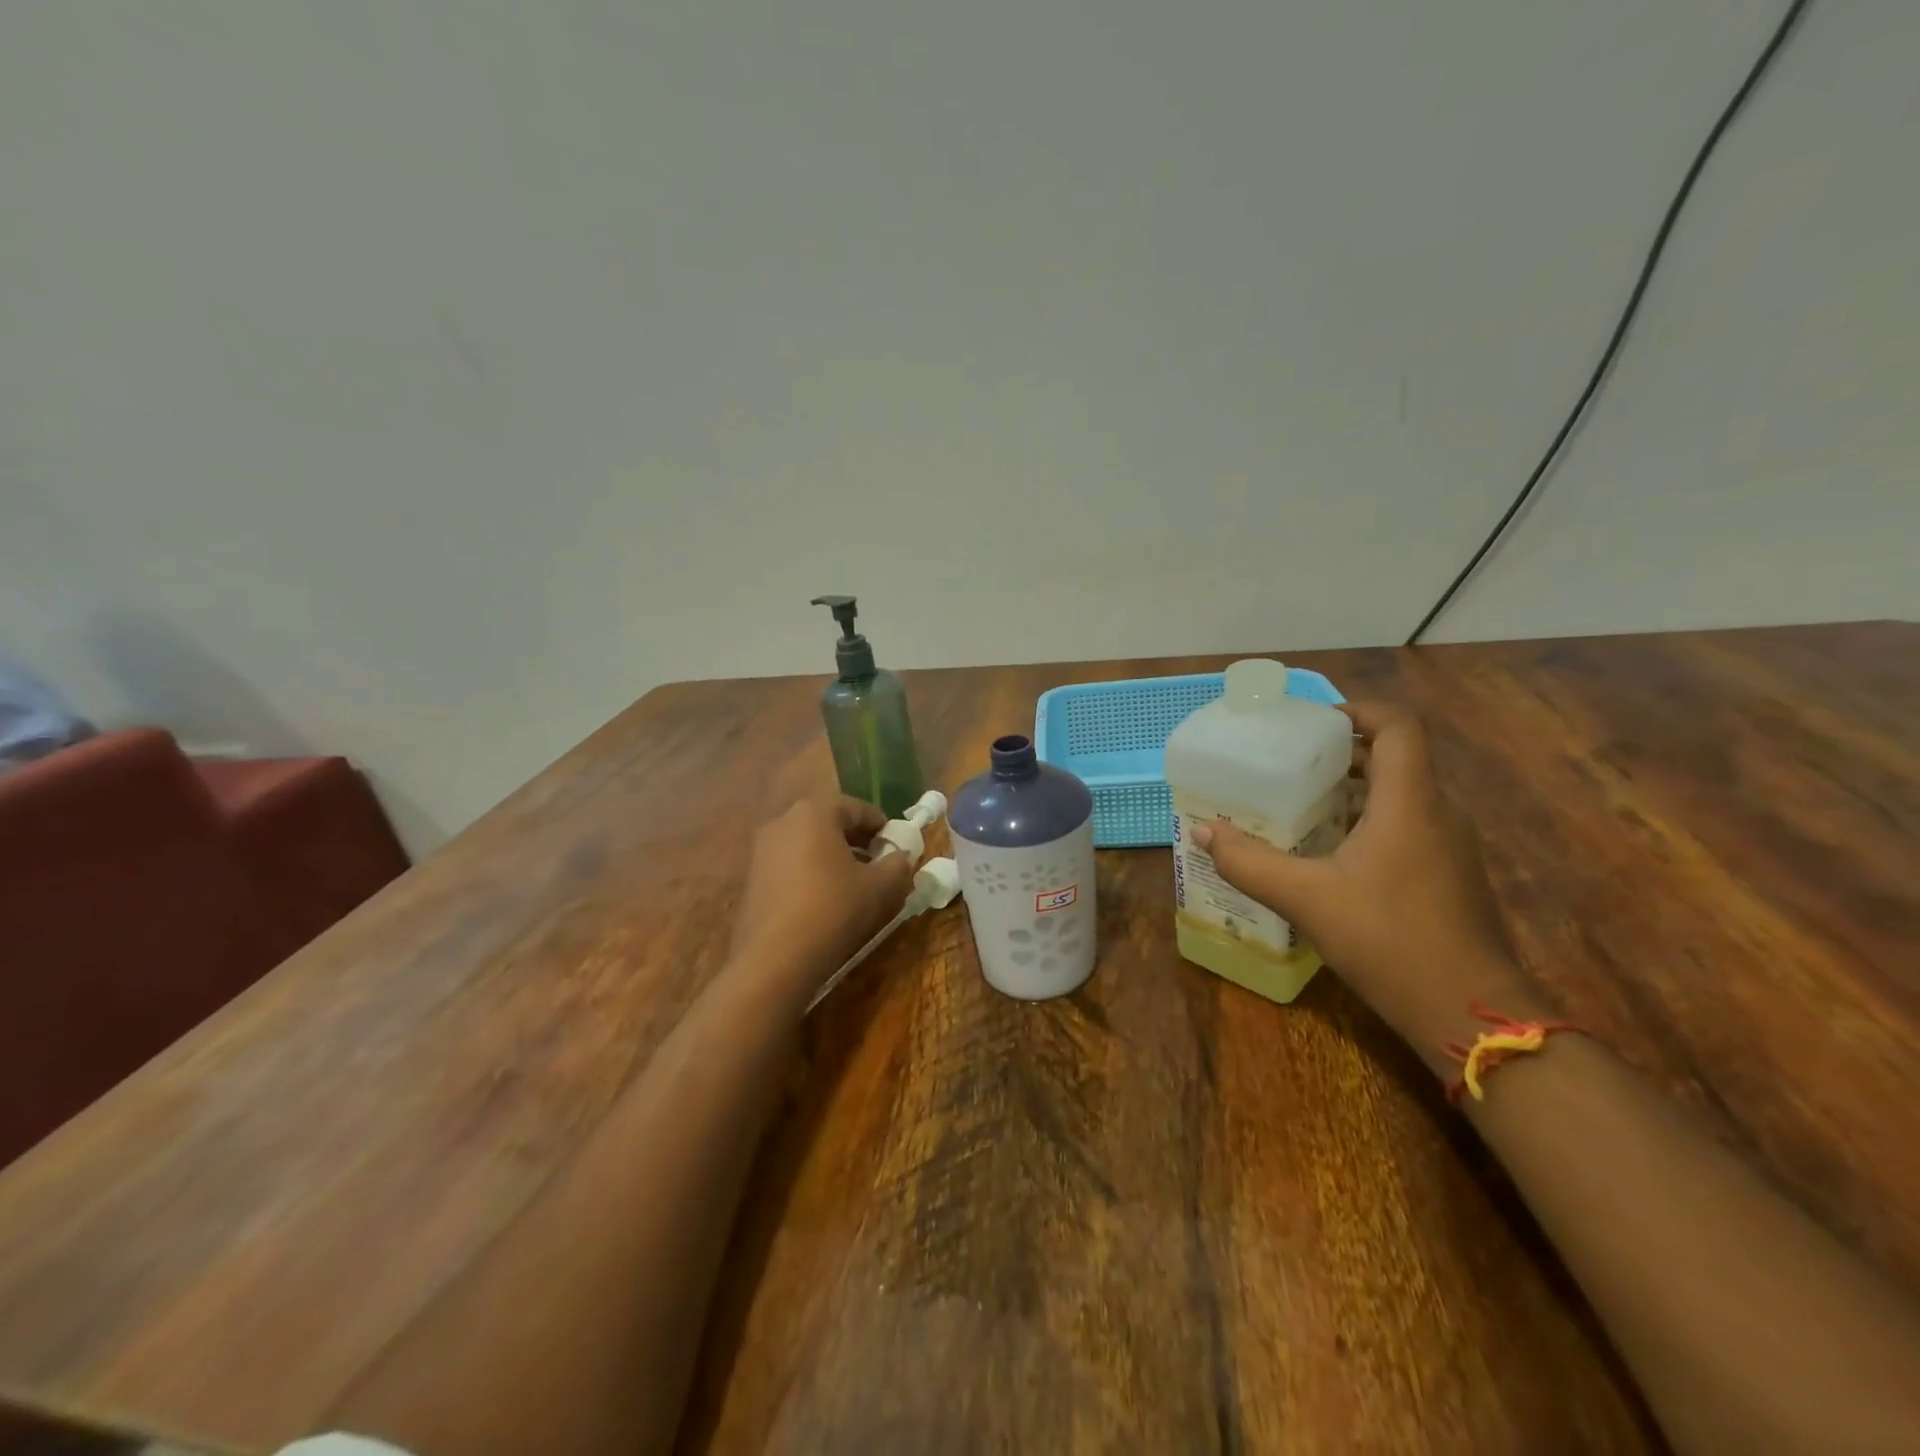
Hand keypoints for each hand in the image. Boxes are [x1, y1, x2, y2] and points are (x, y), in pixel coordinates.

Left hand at [728, 796, 915, 999]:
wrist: (775, 958)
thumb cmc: (833, 909)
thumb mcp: (879, 887)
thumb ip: (897, 865)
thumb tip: (901, 857)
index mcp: (815, 812)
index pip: (856, 808)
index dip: (881, 825)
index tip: (895, 845)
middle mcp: (783, 822)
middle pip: (829, 822)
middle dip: (856, 839)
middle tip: (878, 862)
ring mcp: (762, 850)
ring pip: (807, 843)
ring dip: (833, 856)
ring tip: (854, 883)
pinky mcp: (752, 878)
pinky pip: (790, 864)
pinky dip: (811, 872)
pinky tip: (825, 899)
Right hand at [1193, 701, 1532, 1065]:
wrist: (1470, 1015)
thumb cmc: (1389, 941)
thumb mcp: (1306, 899)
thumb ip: (1250, 862)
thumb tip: (1203, 831)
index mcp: (1409, 803)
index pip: (1399, 726)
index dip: (1359, 711)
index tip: (1314, 724)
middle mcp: (1438, 814)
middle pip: (1397, 759)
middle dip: (1345, 753)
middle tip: (1292, 765)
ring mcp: (1451, 848)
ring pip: (1403, 796)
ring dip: (1356, 790)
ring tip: (1302, 806)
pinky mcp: (1451, 877)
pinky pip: (1410, 827)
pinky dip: (1371, 822)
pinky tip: (1332, 855)